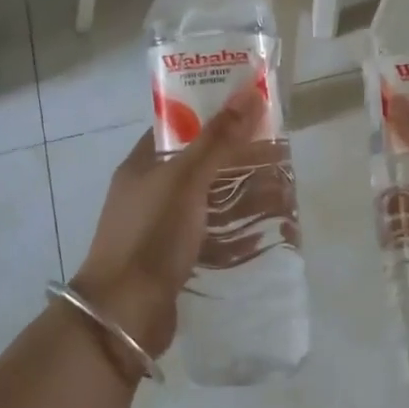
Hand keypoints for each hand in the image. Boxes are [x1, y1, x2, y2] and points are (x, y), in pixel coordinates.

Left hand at [71, 85, 265, 357]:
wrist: (123, 316)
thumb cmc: (151, 236)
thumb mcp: (185, 180)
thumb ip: (218, 139)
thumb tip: (250, 91)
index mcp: (143, 165)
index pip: (180, 126)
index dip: (214, 114)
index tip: (253, 111)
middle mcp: (150, 192)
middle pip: (202, 165)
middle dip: (240, 160)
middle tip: (280, 155)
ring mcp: (162, 229)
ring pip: (211, 202)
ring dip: (245, 197)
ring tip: (285, 194)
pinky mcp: (176, 260)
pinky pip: (213, 237)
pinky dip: (239, 233)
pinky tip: (269, 234)